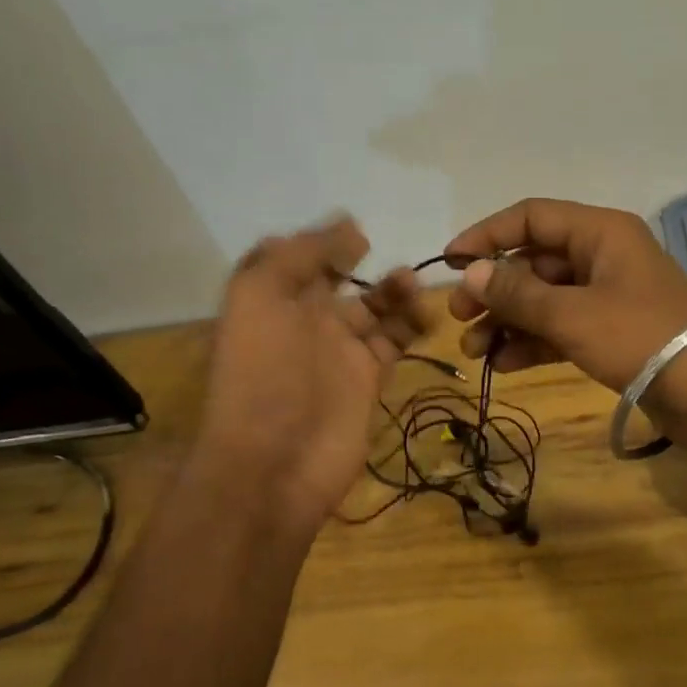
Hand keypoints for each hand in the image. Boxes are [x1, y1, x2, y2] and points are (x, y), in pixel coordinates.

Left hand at [197, 218, 431, 531]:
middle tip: (390, 262)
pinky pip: (394, 342)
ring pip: (374, 310)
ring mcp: (338, 353)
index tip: (359, 232)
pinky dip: (412, 325)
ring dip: (394, 293)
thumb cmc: (264, 373)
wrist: (276, 462)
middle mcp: (305, 322)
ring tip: (412, 287)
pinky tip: (426, 316)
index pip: (300, 259)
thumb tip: (346, 224)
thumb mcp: (260, 296)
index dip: (326, 243)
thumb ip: (298, 255)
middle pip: (340, 282)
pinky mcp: (368, 380)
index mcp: (273, 300)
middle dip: (364, 266)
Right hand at [444, 198, 686, 391]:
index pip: (530, 217)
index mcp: (599, 232)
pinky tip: (505, 364)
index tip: (450, 263)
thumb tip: (470, 273)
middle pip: (534, 261)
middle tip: (458, 318)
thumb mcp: (570, 314)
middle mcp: (602, 255)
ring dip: (508, 321)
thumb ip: (516, 293)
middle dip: (494, 290)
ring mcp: (608, 295)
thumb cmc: (638, 338)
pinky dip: (533, 341)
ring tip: (475, 350)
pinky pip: (561, 326)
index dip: (486, 236)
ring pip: (544, 298)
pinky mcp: (611, 331)